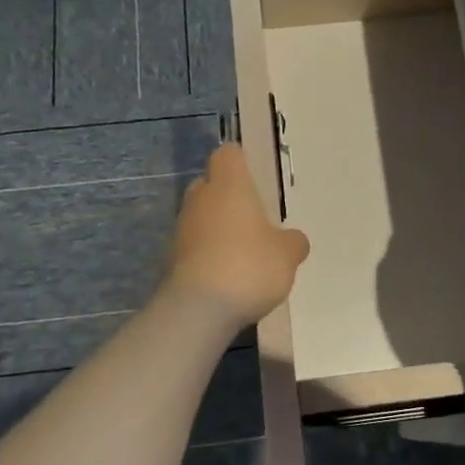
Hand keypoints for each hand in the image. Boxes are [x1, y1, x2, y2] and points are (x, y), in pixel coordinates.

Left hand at [164, 143, 309, 325]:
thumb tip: (293, 239)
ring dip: (217, 227)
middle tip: (252, 215)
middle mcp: (200, 199)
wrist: (198, 310)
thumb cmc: (248, 266)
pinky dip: (208, 253)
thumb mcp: (287, 255)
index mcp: (229, 185)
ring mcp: (181, 229)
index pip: (228, 154)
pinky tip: (227, 275)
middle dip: (227, 195)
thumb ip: (292, 242)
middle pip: (210, 184)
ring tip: (243, 250)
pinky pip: (194, 245)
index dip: (241, 160)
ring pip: (201, 216)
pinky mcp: (171, 259)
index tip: (255, 175)